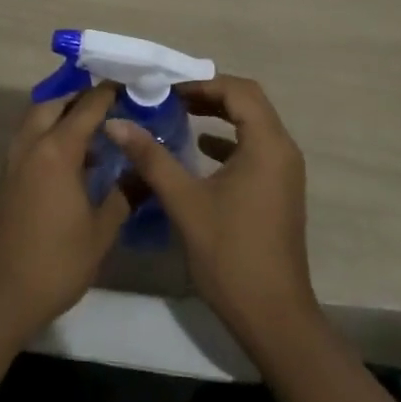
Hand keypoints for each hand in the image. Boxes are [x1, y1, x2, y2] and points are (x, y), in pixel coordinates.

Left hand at [0, 83, 128, 344]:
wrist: (1, 295)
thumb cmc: (57, 262)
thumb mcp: (101, 231)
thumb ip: (124, 194)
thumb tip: (147, 171)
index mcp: (57, 149)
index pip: (87, 107)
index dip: (108, 94)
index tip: (129, 86)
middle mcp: (32, 144)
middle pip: (55, 103)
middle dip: (80, 98)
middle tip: (109, 107)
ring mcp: (14, 159)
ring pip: (36, 118)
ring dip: (61, 114)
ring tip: (93, 131)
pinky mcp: (6, 176)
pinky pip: (29, 138)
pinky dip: (48, 133)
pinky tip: (71, 158)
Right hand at [106, 75, 318, 350]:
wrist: (274, 318)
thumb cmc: (230, 254)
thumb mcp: (185, 201)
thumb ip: (151, 157)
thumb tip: (116, 123)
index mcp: (267, 144)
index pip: (238, 90)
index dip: (201, 83)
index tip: (166, 90)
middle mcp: (282, 149)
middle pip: (248, 102)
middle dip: (209, 94)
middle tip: (170, 97)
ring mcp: (284, 171)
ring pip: (252, 124)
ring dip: (219, 115)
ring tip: (179, 115)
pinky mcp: (279, 190)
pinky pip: (254, 148)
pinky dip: (228, 140)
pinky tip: (200, 150)